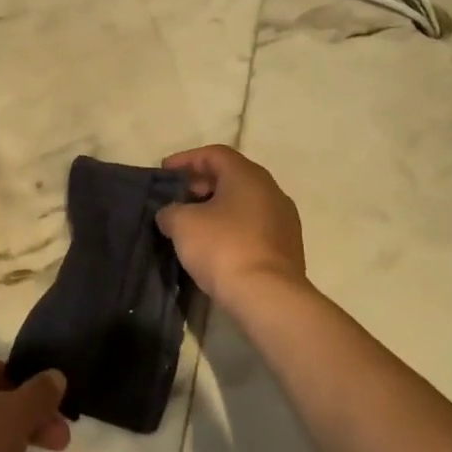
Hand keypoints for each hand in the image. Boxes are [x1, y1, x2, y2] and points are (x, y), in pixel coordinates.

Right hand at [157, 145, 308, 305]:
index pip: (214, 154)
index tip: (164, 172)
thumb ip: (170, 211)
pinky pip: (253, 226)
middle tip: (177, 198)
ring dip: (217, 208)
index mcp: (247, 176)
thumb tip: (170, 214)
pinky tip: (214, 245)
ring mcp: (284, 220)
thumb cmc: (223, 248)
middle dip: (201, 184)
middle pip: (231, 177)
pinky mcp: (287, 248)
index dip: (186, 159)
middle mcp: (271, 191)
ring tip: (192, 224)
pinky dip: (232, 228)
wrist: (267, 297)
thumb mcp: (182, 224)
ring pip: (244, 203)